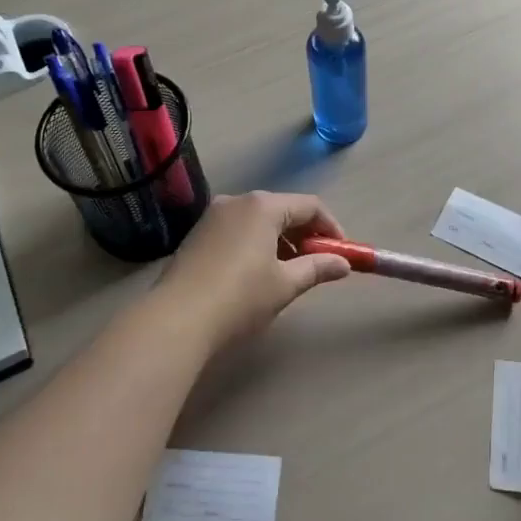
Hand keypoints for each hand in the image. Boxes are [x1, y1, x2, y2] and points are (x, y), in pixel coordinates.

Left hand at [157, 192, 351, 351]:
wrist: (177, 319)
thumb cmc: (240, 297)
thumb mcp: (285, 284)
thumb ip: (317, 268)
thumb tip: (343, 264)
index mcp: (263, 206)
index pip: (310, 206)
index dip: (331, 228)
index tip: (341, 253)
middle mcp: (238, 201)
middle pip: (283, 209)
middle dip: (305, 235)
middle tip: (318, 264)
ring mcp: (213, 216)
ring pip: (259, 220)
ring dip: (281, 240)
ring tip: (289, 272)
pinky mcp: (198, 234)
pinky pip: (238, 230)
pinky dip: (256, 244)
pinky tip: (257, 273)